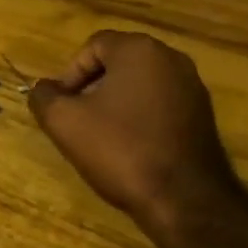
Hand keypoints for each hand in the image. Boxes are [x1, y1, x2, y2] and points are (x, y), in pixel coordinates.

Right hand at [29, 31, 238, 240]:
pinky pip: (161, 105)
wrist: (184, 200)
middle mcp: (172, 58)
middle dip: (93, 87)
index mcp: (140, 49)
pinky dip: (141, 117)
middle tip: (78, 119)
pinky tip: (131, 148)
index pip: (93, 46)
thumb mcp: (65, 122)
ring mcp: (193, 87)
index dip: (70, 73)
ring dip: (117, 103)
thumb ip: (44, 97)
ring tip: (102, 136)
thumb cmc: (121, 149)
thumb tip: (42, 89)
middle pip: (119, 63)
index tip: (62, 105)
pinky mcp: (204, 116)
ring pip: (141, 84)